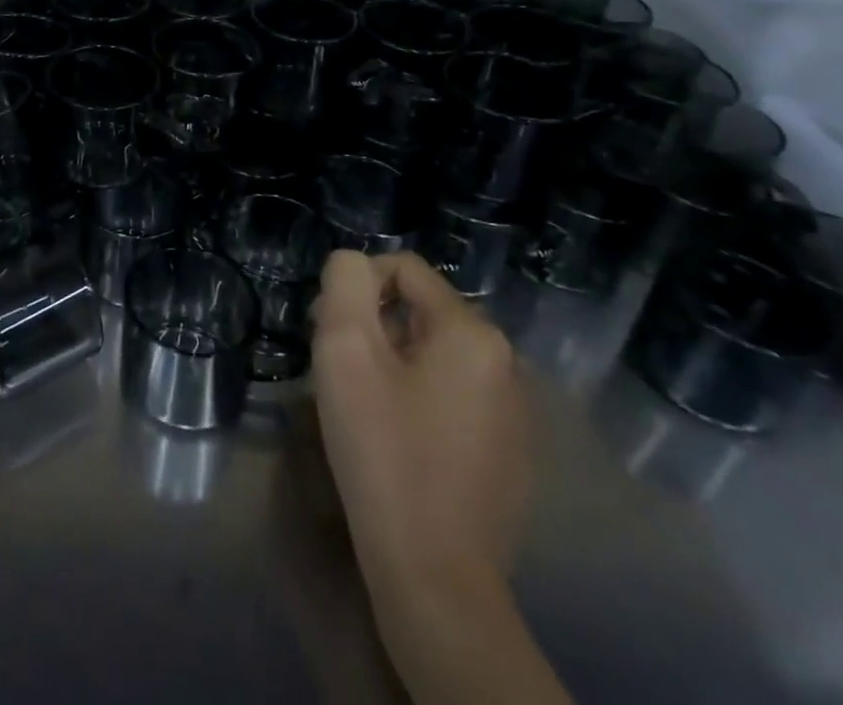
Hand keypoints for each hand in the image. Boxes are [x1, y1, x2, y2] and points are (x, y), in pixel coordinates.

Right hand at [310, 251, 530, 594]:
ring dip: (392, 362)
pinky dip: (418, 398)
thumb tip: (354, 266)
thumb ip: (345, 283)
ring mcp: (513, 412)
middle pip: (419, 310)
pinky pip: (452, 394)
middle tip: (339, 372)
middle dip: (372, 326)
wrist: (434, 575)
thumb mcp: (345, 350)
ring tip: (364, 406)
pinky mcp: (509, 452)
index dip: (355, 287)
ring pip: (433, 353)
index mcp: (473, 333)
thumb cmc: (384, 451)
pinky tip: (397, 439)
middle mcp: (506, 363)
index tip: (329, 333)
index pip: (403, 268)